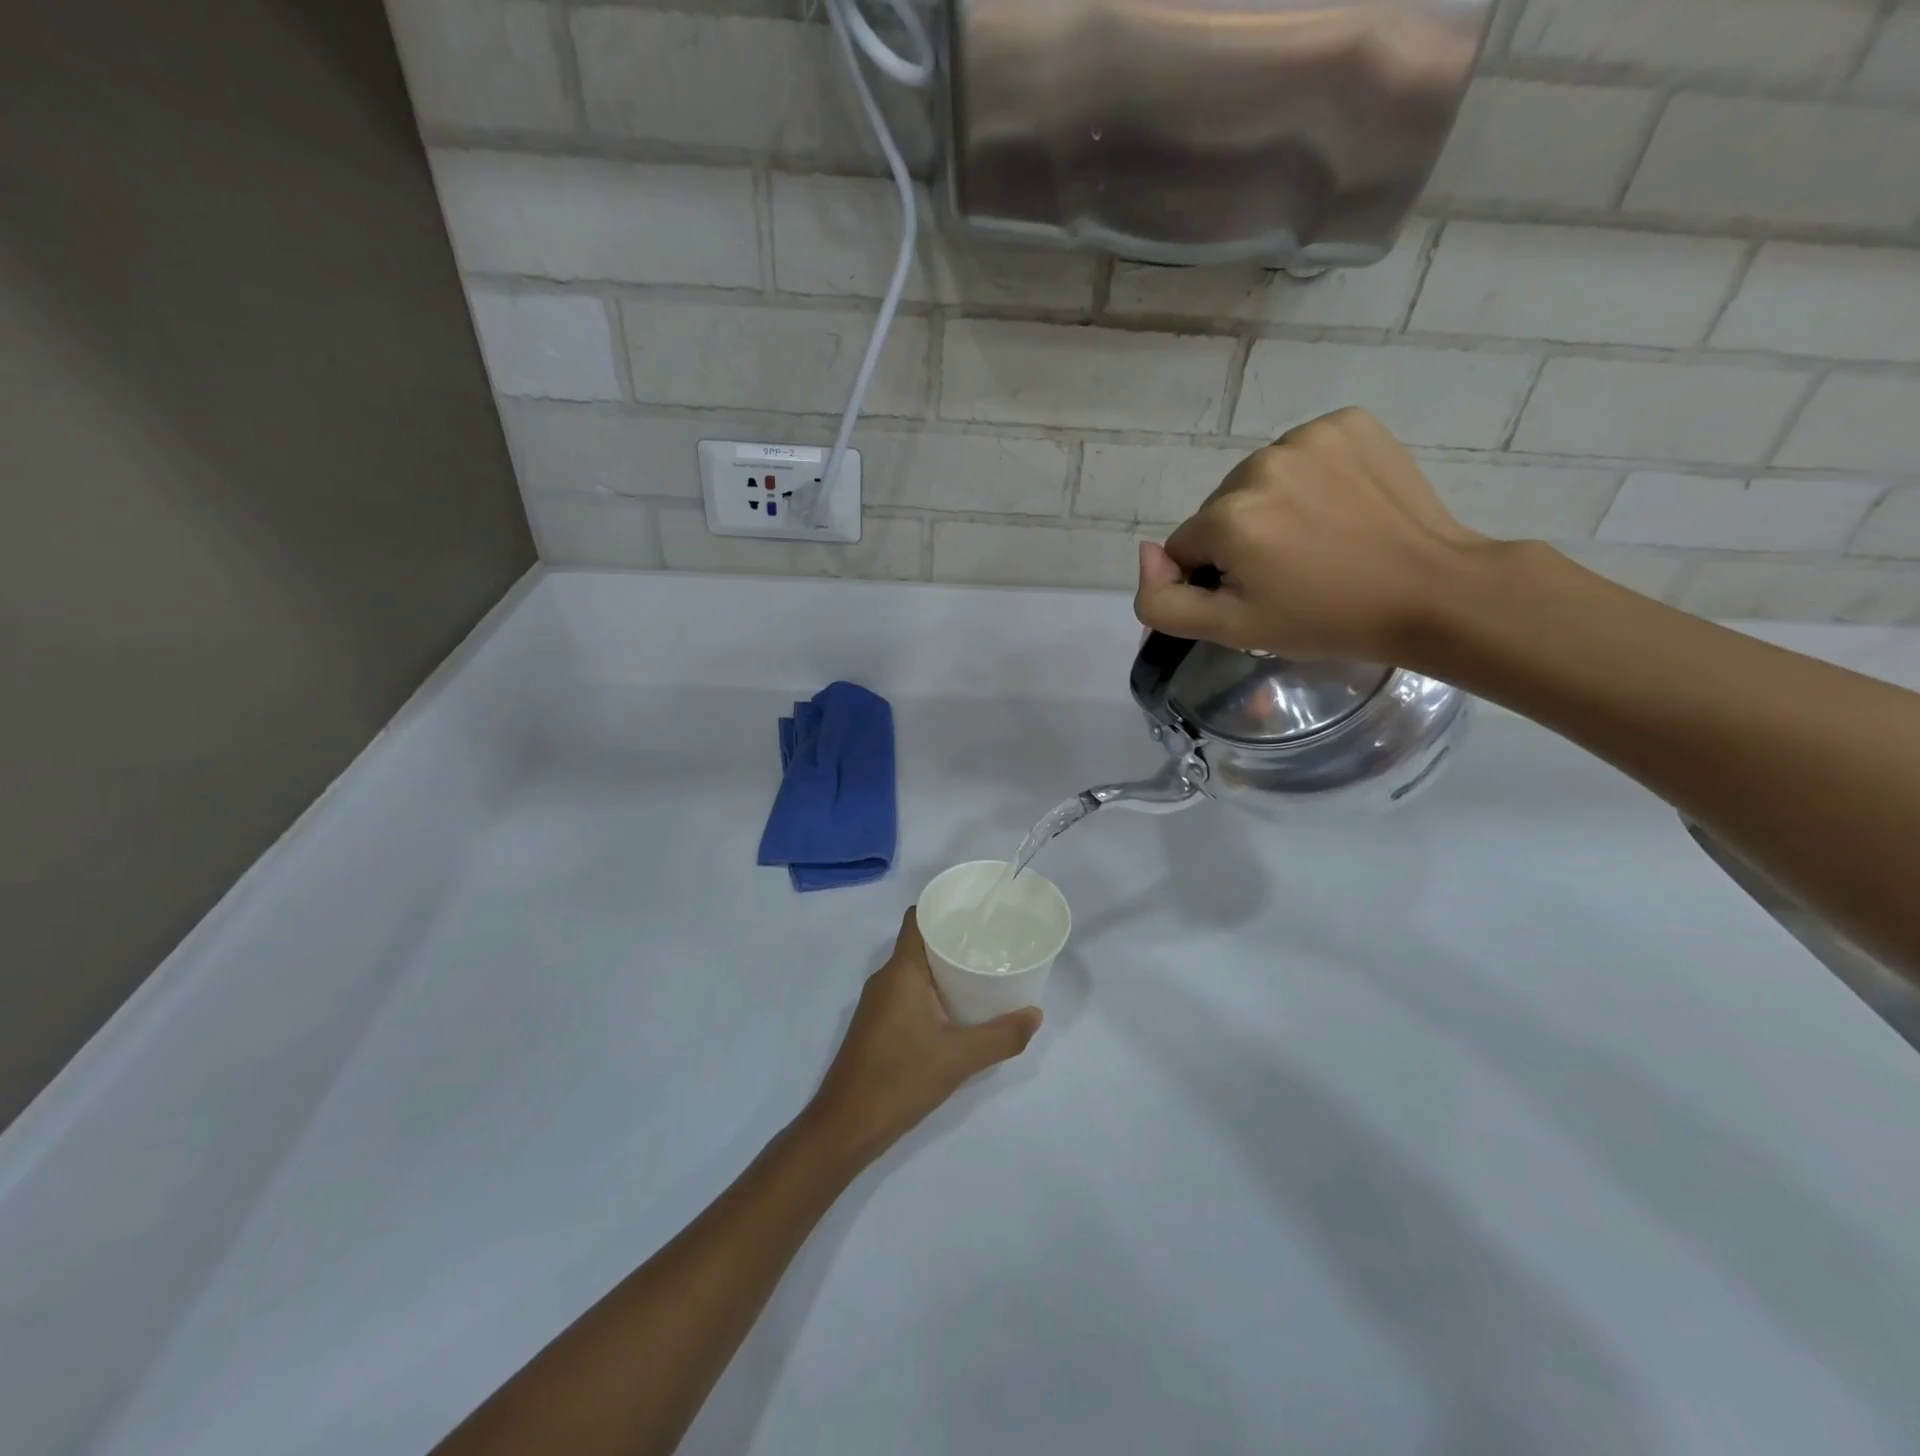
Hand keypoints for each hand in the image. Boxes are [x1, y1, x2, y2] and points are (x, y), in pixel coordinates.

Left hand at [803, 908, 1041, 1165]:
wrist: (846, 1127)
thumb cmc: (900, 1079)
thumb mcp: (960, 1058)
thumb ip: (1001, 1036)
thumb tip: (1035, 1015)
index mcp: (901, 971)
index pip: (917, 918)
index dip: (944, 907)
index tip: (977, 909)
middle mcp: (885, 978)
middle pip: (920, 942)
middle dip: (954, 938)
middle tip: (992, 941)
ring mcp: (878, 1003)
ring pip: (915, 970)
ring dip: (944, 968)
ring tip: (982, 970)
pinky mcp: (877, 1025)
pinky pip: (909, 992)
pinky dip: (933, 990)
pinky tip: (958, 1008)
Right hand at [1133, 407, 1489, 662]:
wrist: (1430, 592)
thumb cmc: (1325, 619)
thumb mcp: (1230, 630)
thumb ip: (1161, 602)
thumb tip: (1146, 554)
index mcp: (1227, 517)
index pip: (1186, 548)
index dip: (1214, 577)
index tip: (1258, 593)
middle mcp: (1258, 464)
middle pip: (1221, 510)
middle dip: (1242, 539)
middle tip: (1290, 571)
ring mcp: (1308, 437)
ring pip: (1258, 481)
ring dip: (1274, 507)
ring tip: (1318, 539)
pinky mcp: (1348, 423)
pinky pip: (1302, 453)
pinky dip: (1310, 478)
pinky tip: (1339, 506)